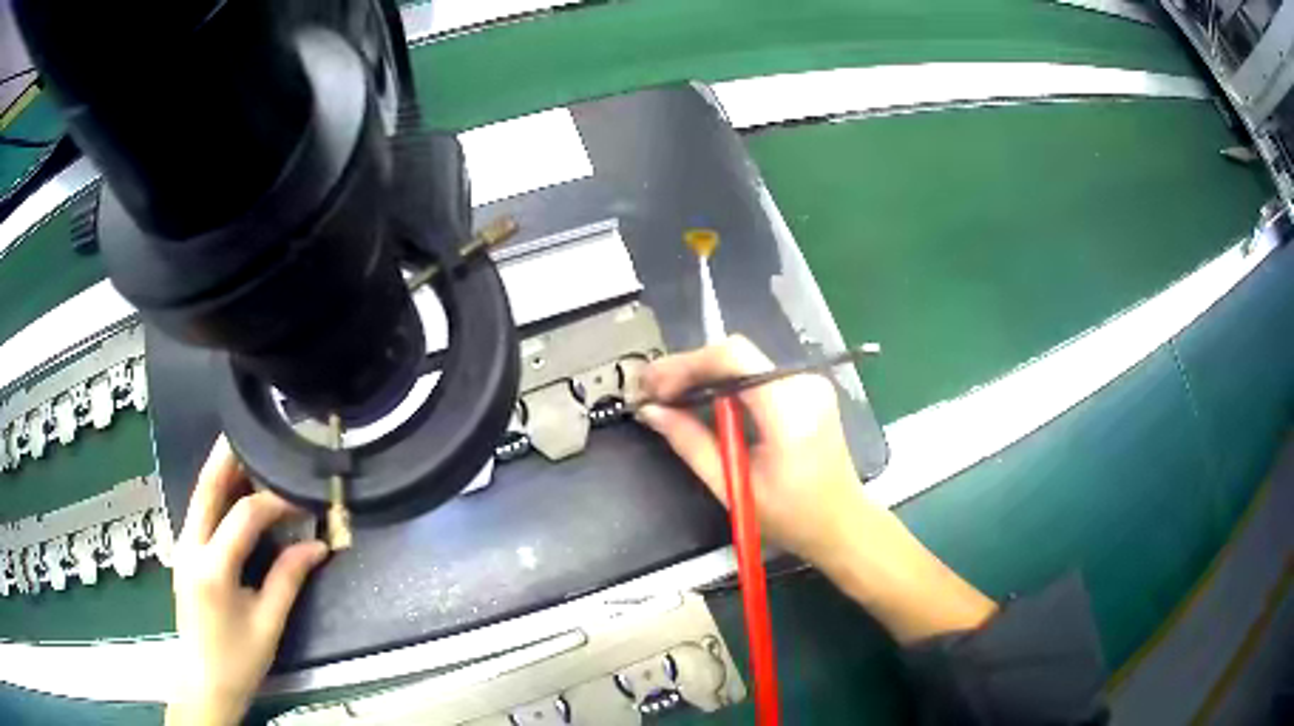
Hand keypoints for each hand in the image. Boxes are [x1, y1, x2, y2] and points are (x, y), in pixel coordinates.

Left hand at [167, 437, 328, 725]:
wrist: (204, 681)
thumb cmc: (239, 659)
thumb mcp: (268, 623)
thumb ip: (289, 579)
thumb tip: (317, 545)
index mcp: (213, 567)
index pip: (244, 515)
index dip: (273, 500)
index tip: (300, 497)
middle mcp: (190, 547)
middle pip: (206, 488)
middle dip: (228, 456)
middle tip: (251, 431)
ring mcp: (182, 548)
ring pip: (199, 496)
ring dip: (221, 472)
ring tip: (245, 453)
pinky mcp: (183, 554)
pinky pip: (199, 512)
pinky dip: (216, 494)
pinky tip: (232, 491)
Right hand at [637, 335, 871, 568]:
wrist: (841, 524)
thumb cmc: (791, 516)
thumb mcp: (733, 485)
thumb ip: (690, 442)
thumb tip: (651, 411)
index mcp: (790, 408)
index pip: (732, 357)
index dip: (686, 366)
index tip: (653, 388)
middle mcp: (804, 383)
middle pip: (735, 354)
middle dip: (690, 370)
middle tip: (653, 393)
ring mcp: (810, 382)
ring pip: (744, 361)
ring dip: (705, 375)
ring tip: (670, 398)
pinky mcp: (808, 389)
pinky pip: (757, 373)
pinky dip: (726, 383)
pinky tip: (703, 401)